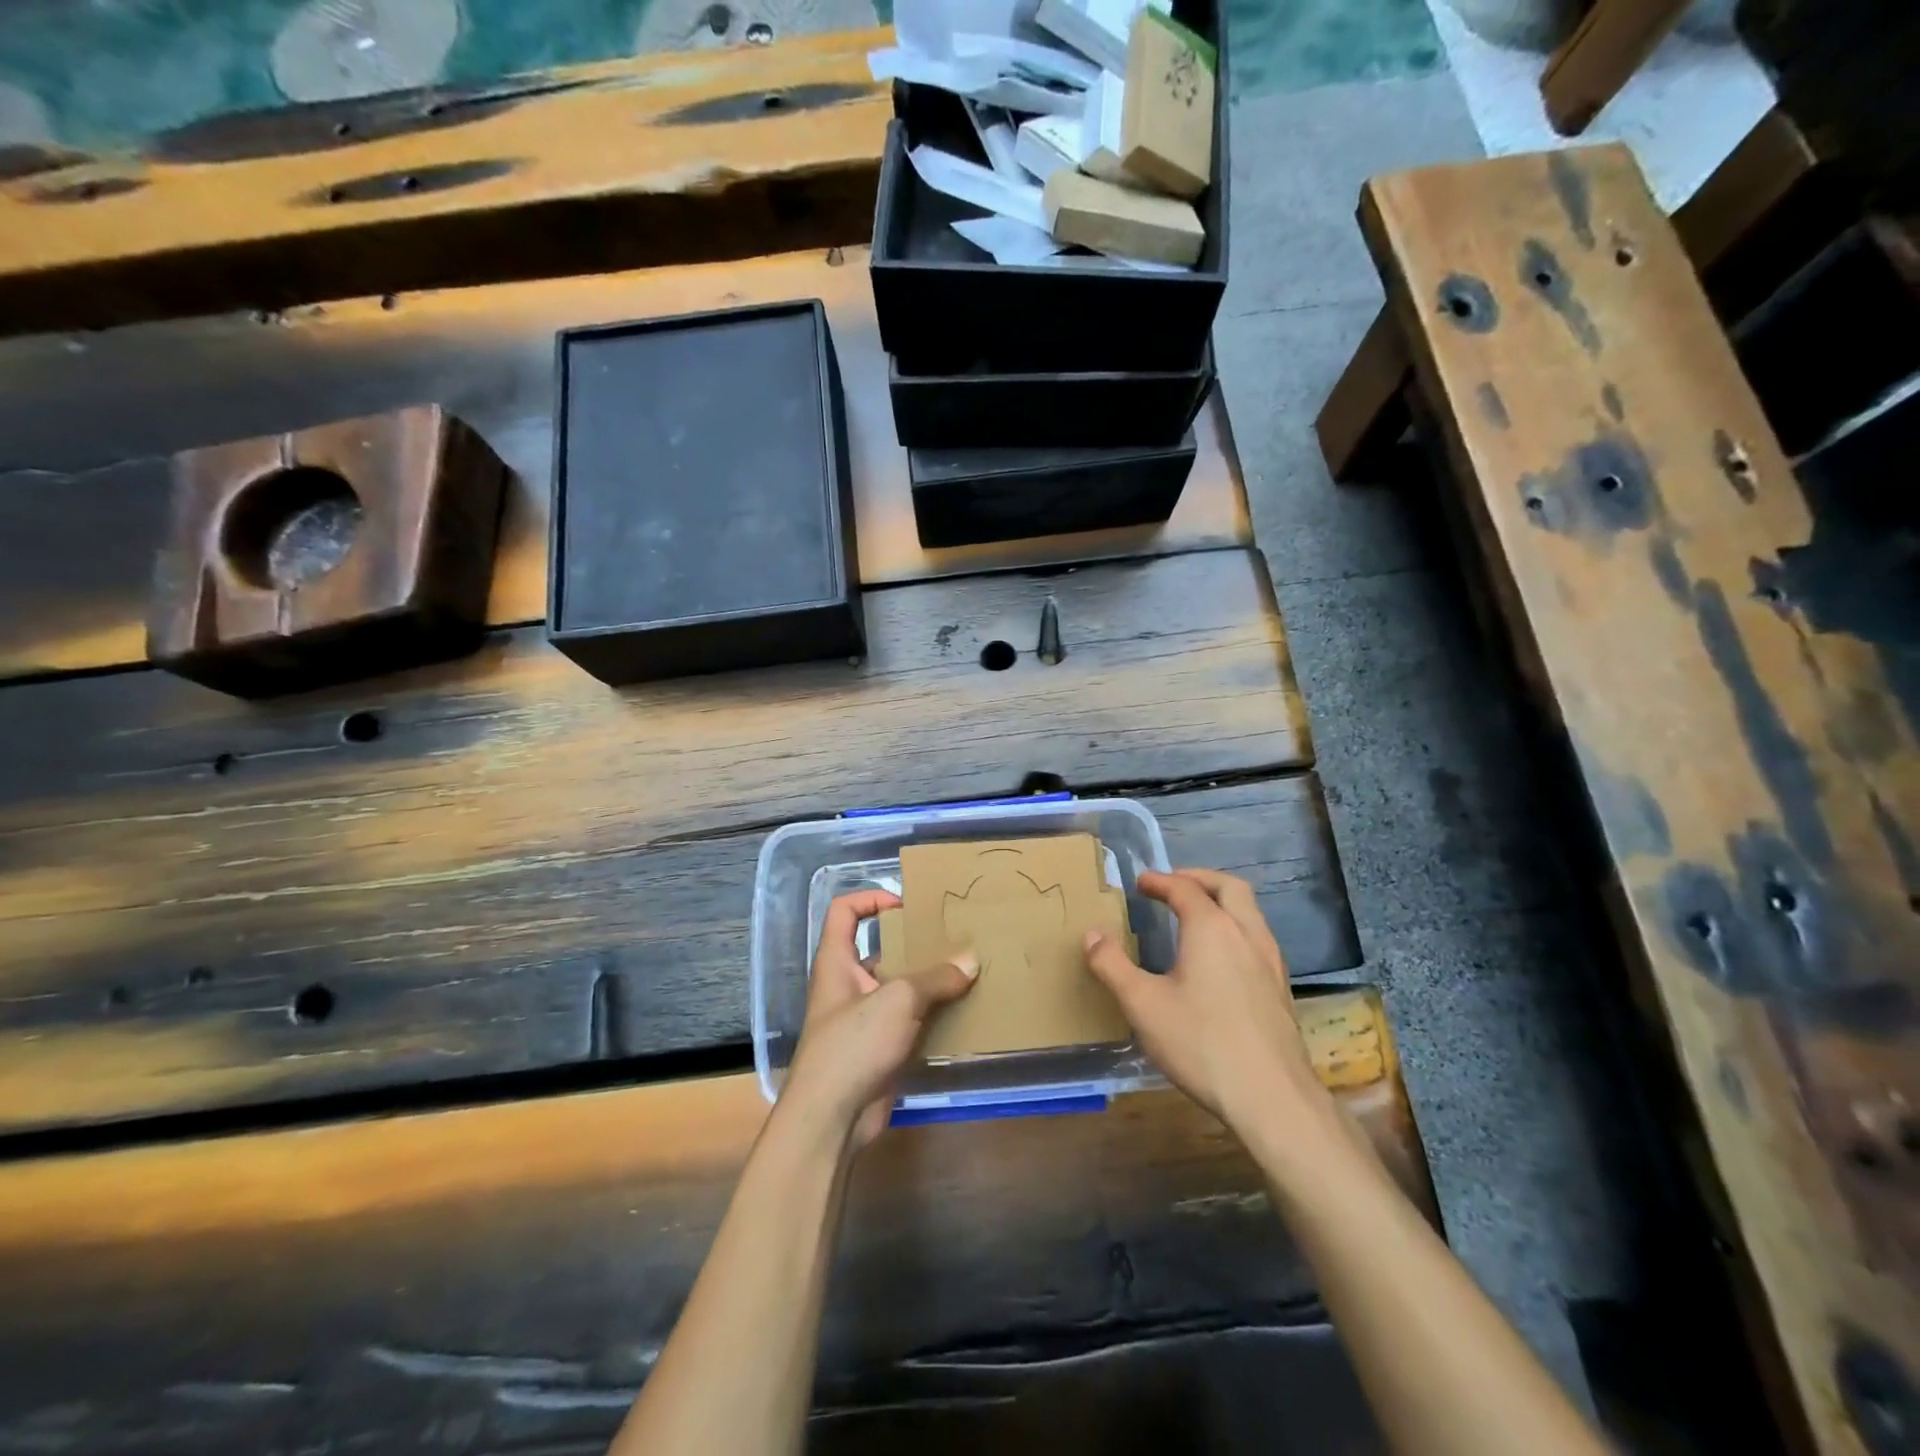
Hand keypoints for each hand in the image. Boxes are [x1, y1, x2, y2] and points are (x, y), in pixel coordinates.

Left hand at [781, 889, 977, 1151]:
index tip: (906, 905)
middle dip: (915, 944)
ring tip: (968, 972)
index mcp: (837, 962)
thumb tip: (971, 962)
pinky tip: (964, 1012)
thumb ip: (936, 979)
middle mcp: (848, 985)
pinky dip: (933, 1016)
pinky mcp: (880, 1050)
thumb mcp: (899, 1000)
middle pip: (881, 950)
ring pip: (900, 988)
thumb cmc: (854, 1043)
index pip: (843, 912)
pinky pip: (910, 1022)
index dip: (870, 898)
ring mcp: (864, 1019)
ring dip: (929, 982)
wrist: (832, 1118)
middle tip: (952, 939)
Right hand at [1083, 869, 1328, 1137]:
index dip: (1160, 881)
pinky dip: (1236, 927)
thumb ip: (1112, 965)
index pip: (1184, 889)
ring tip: (1196, 915)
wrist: (1271, 1097)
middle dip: (1199, 878)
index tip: (1141, 882)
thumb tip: (1092, 935)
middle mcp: (1246, 934)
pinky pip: (1258, 938)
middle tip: (1174, 884)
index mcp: (1212, 929)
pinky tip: (1221, 957)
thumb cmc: (1200, 1043)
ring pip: (1250, 911)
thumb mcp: (1142, 1004)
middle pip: (1229, 887)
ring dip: (1222, 902)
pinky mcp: (1281, 988)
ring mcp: (1270, 961)